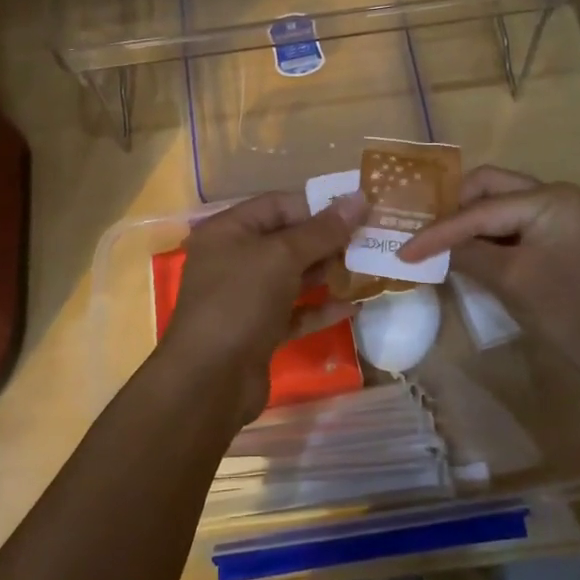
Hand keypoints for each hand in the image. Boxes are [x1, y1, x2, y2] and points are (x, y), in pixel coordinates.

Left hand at [159, 189, 366, 425]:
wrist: (210, 380)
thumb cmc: (240, 301)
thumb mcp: (282, 257)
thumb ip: (322, 230)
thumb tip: (359, 198)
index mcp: (228, 231)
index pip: (277, 205)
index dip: (316, 206)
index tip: (357, 211)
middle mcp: (233, 259)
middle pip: (286, 241)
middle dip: (327, 241)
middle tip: (370, 240)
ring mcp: (245, 297)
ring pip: (292, 277)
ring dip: (328, 273)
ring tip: (368, 268)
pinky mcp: (258, 331)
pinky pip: (294, 311)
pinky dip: (320, 308)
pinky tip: (353, 306)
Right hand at [397, 166, 579, 387]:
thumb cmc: (572, 311)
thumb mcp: (512, 281)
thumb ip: (467, 256)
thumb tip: (432, 249)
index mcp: (548, 198)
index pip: (479, 209)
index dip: (438, 231)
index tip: (402, 250)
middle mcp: (554, 197)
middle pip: (489, 189)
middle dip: (453, 209)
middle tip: (420, 231)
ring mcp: (559, 219)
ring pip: (500, 208)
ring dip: (468, 224)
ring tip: (434, 242)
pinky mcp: (559, 243)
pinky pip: (512, 229)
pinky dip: (487, 239)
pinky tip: (464, 255)